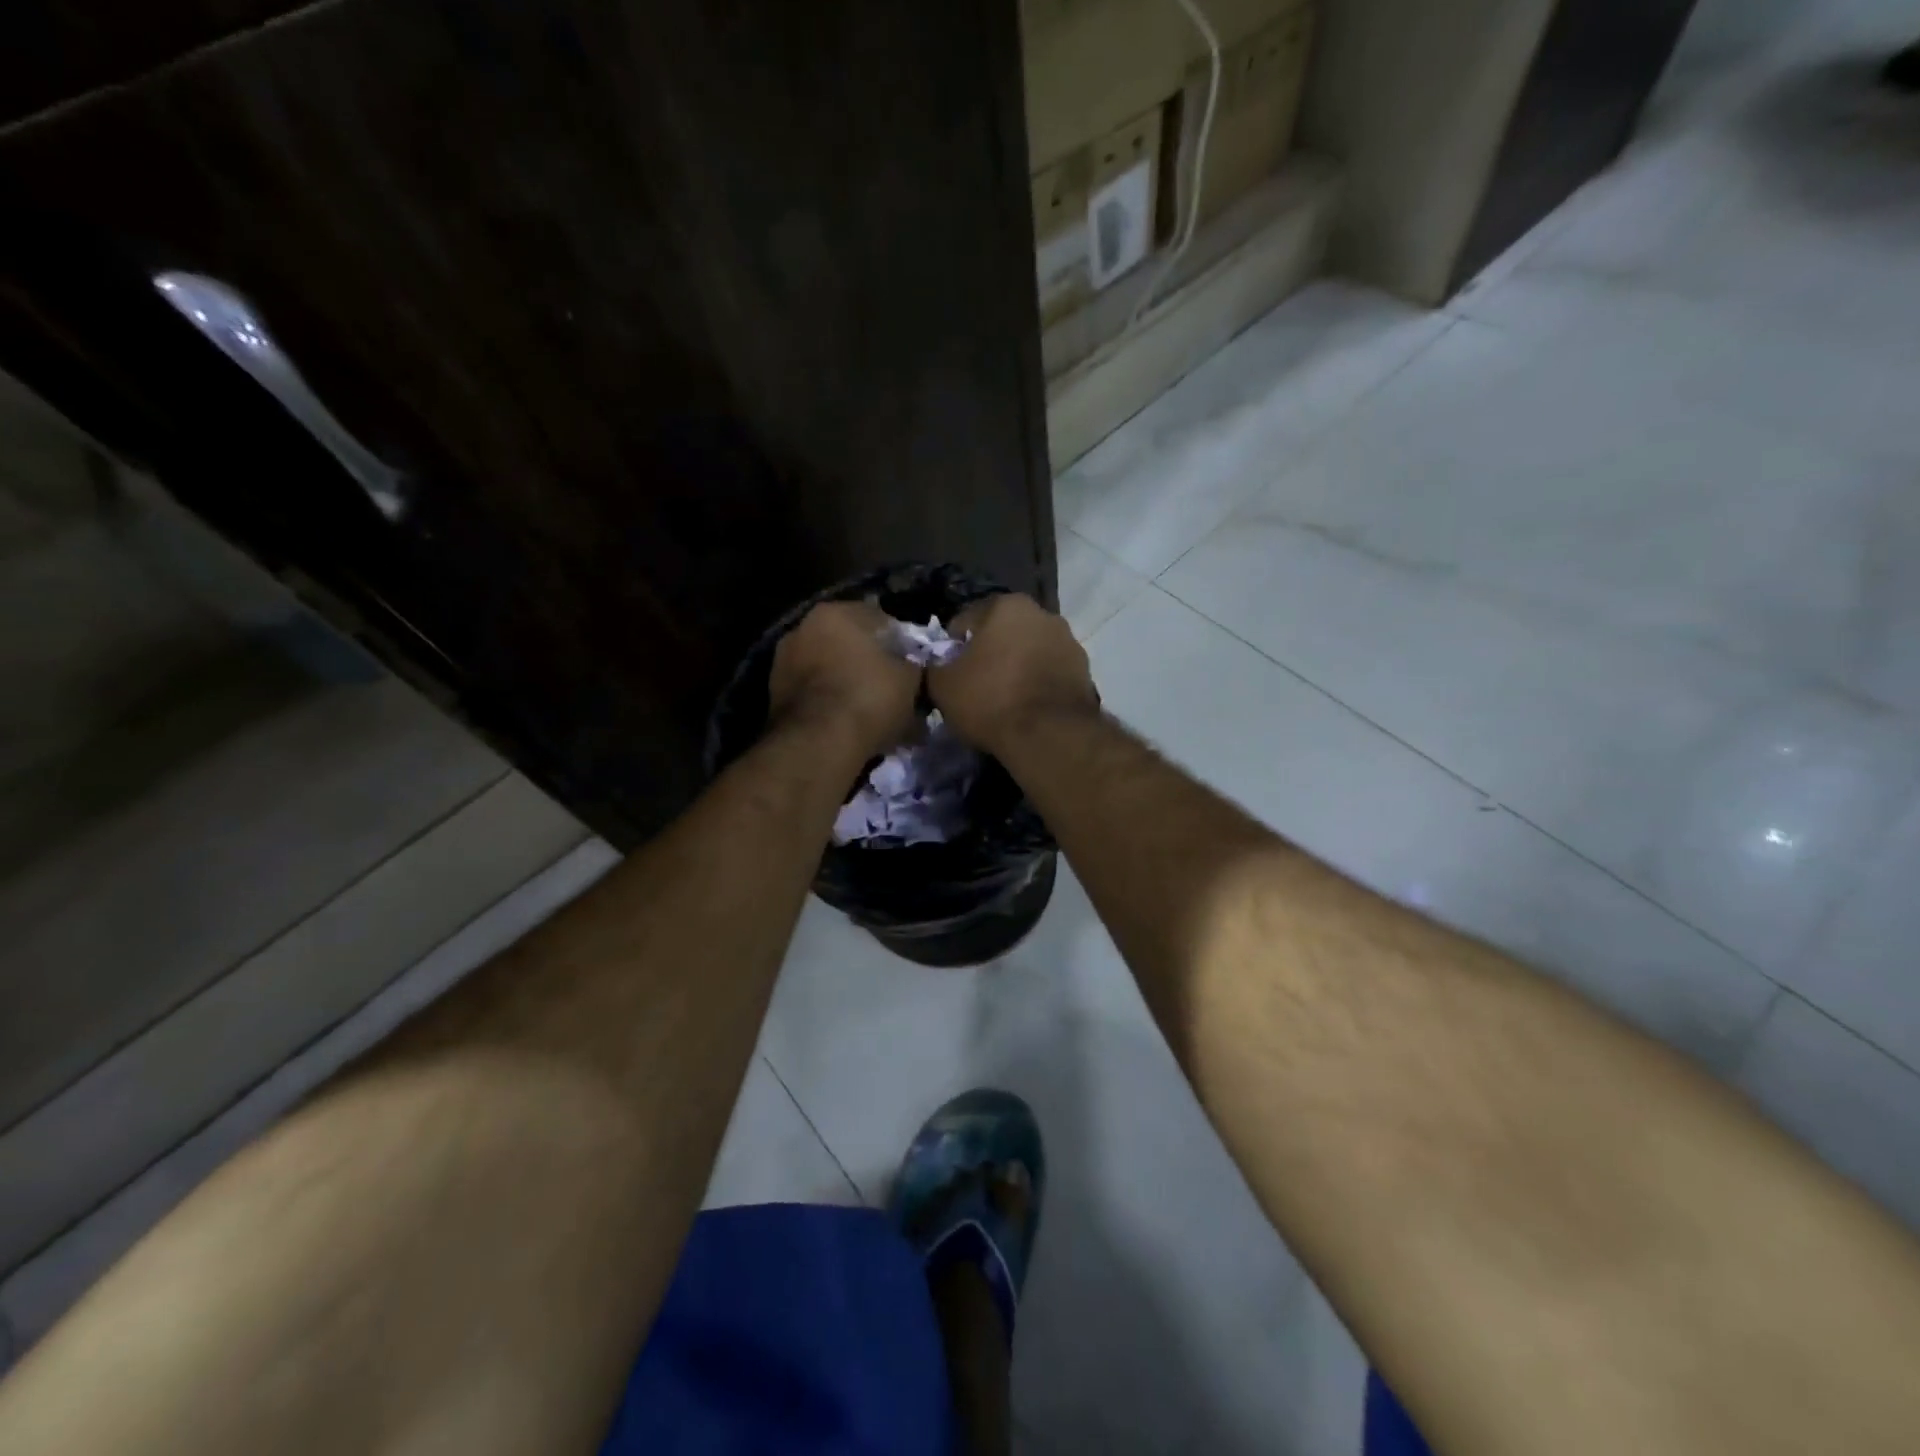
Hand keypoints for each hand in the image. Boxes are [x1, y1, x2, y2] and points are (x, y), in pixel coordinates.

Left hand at [768, 601, 922, 759]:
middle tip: (889, 687)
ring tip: (867, 709)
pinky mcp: (773, 694)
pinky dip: (827, 702)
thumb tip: (912, 668)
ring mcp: (783, 661)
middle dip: (867, 662)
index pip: (879, 619)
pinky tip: (845, 722)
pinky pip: (812, 692)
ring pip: (828, 668)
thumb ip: (913, 666)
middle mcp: (803, 628)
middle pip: (848, 642)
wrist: (818, 744)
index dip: (900, 644)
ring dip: (845, 682)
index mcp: (836, 613)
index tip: (911, 667)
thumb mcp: (909, 680)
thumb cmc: (869, 699)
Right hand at [928, 593, 1099, 754]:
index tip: (948, 673)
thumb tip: (936, 667)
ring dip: (1016, 668)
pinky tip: (1027, 709)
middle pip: (1002, 633)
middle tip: (974, 686)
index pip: (966, 621)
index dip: (952, 648)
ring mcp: (1069, 642)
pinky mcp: (1085, 672)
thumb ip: (933, 667)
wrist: (1049, 736)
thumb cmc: (991, 700)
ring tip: (1003, 701)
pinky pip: (1049, 674)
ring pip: (1029, 652)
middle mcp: (1043, 614)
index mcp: (1007, 605)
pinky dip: (1037, 685)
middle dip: (989, 654)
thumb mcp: (942, 686)